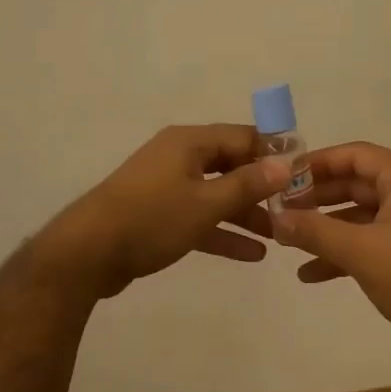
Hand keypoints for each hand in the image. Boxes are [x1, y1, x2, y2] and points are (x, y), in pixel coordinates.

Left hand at [41, 125, 290, 298]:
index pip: (244, 137)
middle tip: (296, 209)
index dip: (275, 153)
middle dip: (263, 188)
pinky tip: (251, 254)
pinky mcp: (158, 215)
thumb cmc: (151, 219)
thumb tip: (285, 164)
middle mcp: (179, 157)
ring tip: (279, 236)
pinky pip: (199, 217)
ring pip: (217, 195)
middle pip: (232, 166)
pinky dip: (222, 232)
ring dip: (246, 214)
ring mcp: (167, 187)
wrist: (86, 254)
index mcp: (189, 142)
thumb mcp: (206, 203)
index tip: (304, 174)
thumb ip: (247, 184)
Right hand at [270, 142, 390, 364]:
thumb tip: (275, 218)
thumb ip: (315, 231)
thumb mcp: (360, 251)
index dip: (318, 162)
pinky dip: (340, 252)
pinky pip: (367, 241)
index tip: (284, 176)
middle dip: (316, 197)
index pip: (356, 155)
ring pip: (358, 215)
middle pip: (354, 183)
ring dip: (324, 227)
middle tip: (279, 207)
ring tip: (287, 239)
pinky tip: (309, 273)